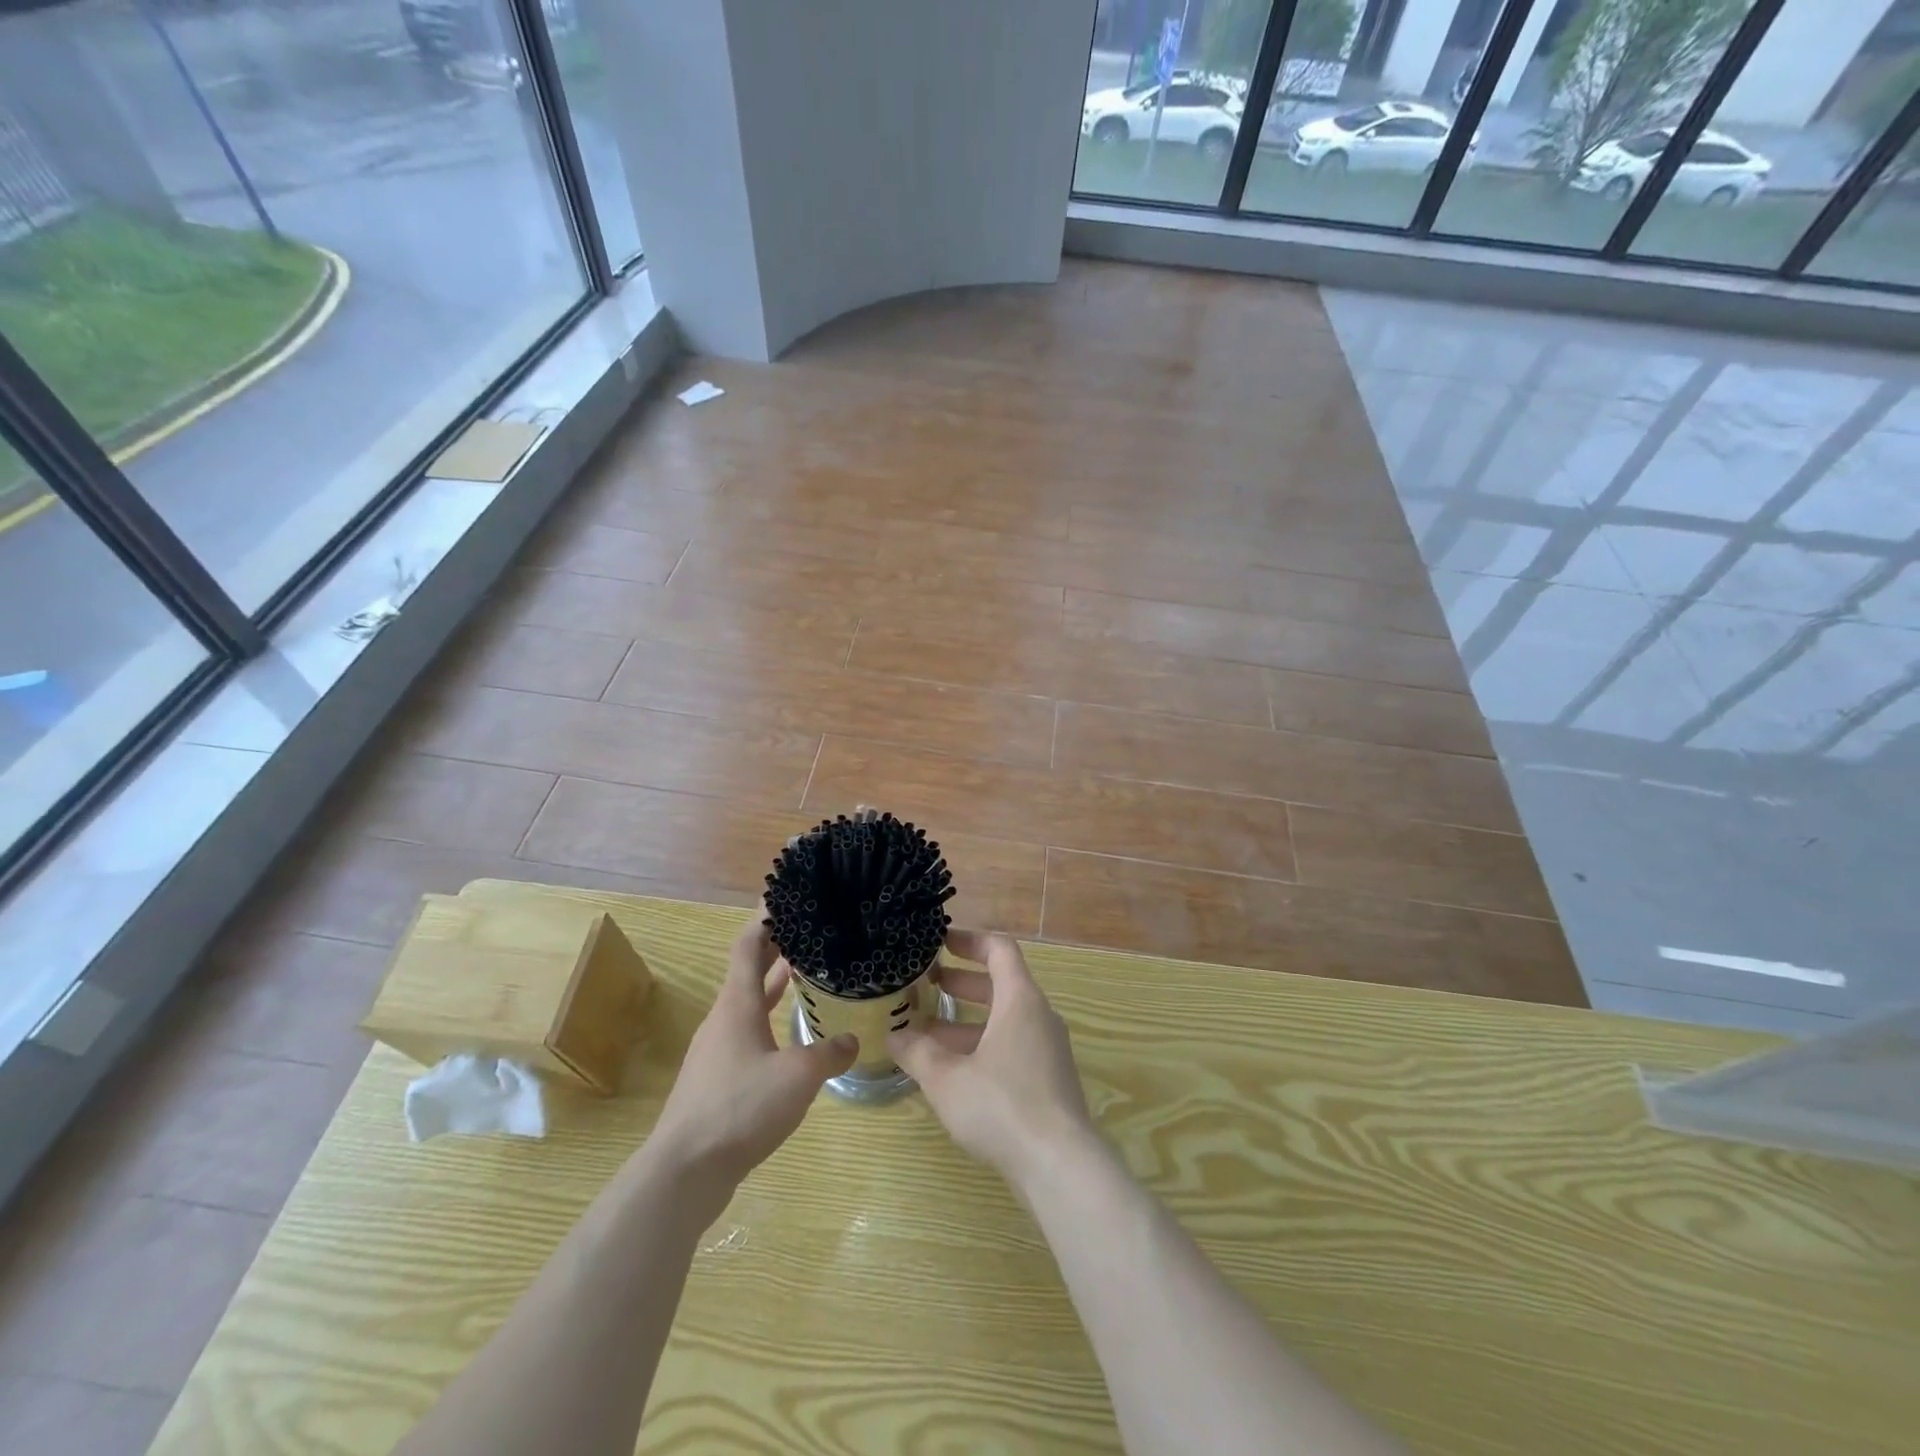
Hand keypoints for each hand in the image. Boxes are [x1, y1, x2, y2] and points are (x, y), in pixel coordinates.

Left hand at [645, 913, 856, 1212]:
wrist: (684, 1172)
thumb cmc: (740, 1108)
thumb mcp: (798, 1076)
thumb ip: (829, 1053)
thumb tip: (852, 1039)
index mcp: (738, 1004)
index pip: (749, 945)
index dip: (765, 918)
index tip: (785, 896)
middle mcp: (724, 1019)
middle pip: (750, 971)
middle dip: (777, 949)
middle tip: (810, 931)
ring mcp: (717, 1051)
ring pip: (751, 1005)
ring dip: (776, 986)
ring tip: (809, 976)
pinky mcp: (717, 1080)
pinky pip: (749, 1035)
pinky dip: (771, 1021)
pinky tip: (794, 1039)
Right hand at [888, 929, 1096, 1188]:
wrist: (1061, 1166)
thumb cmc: (1002, 1106)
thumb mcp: (947, 1078)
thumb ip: (917, 1053)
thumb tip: (893, 1036)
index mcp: (1020, 1000)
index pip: (999, 950)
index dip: (969, 941)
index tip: (940, 942)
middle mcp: (1039, 1016)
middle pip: (1000, 984)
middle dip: (961, 982)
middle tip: (926, 984)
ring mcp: (1048, 1050)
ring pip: (1004, 1020)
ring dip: (966, 1022)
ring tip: (924, 1033)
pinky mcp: (1048, 1081)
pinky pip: (1012, 1047)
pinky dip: (981, 1047)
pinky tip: (951, 1073)